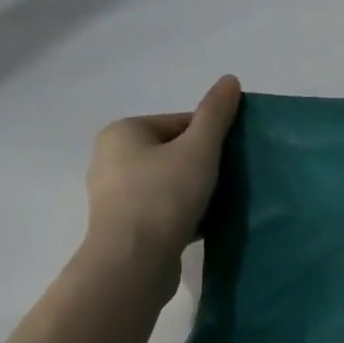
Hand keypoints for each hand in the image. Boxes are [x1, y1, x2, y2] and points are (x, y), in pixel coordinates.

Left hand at [83, 76, 241, 278]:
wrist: (133, 263)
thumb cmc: (164, 196)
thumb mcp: (199, 148)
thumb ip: (216, 113)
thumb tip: (230, 79)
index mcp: (123, 132)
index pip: (180, 122)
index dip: (212, 137)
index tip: (232, 158)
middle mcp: (111, 159)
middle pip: (174, 152)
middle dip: (204, 165)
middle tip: (230, 181)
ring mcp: (115, 196)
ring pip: (169, 184)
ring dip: (196, 192)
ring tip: (220, 204)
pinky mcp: (124, 228)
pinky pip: (163, 211)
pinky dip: (185, 214)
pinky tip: (206, 224)